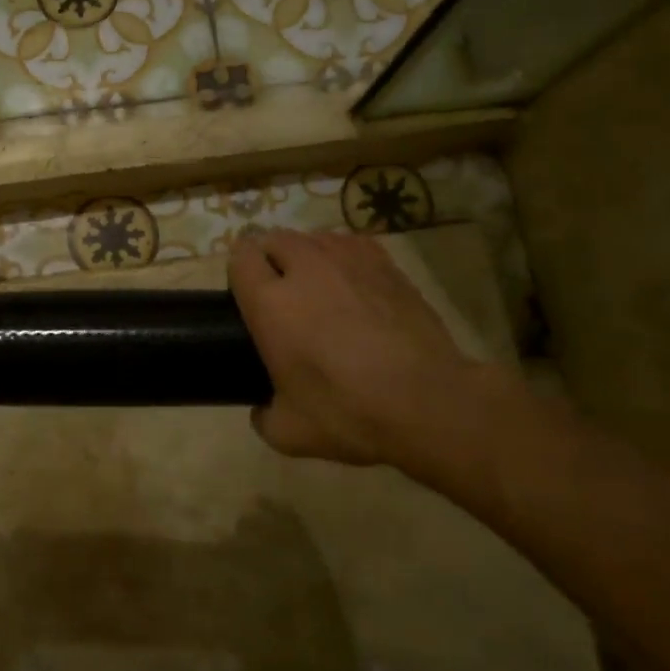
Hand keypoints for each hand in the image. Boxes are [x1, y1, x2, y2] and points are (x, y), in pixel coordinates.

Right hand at [229, 230, 483, 472]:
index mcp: (270, 303)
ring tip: (318, 285)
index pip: (240, 258)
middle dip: (271, 259)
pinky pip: (351, 243)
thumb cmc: (349, 413)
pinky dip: (343, 256)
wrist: (429, 402)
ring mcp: (348, 261)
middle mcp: (304, 269)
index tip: (247, 296)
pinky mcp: (386, 264)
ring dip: (307, 255)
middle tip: (281, 294)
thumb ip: (263, 416)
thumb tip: (262, 409)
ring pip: (313, 237)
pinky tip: (352, 282)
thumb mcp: (290, 433)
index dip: (240, 273)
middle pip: (274, 239)